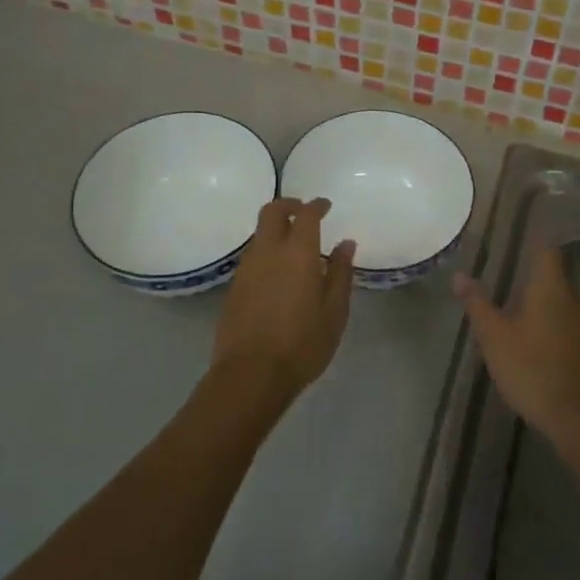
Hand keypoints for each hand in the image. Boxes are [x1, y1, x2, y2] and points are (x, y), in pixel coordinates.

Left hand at [213, 197, 356, 399]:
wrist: (251, 374)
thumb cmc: (303, 343)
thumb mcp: (334, 311)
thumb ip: (341, 273)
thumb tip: (345, 244)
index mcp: (298, 252)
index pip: (306, 214)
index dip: (317, 206)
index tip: (326, 206)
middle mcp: (268, 251)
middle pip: (272, 211)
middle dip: (289, 205)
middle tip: (304, 213)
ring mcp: (247, 267)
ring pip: (259, 233)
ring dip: (276, 229)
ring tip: (294, 248)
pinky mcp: (234, 286)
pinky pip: (252, 255)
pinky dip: (266, 252)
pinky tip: (278, 273)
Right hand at [455, 246, 579, 448]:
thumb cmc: (532, 370)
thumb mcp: (494, 338)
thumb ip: (478, 305)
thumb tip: (460, 275)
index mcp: (551, 289)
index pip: (546, 250)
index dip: (535, 239)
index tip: (523, 234)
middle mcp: (576, 300)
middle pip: (554, 279)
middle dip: (533, 282)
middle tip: (508, 289)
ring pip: (564, 306)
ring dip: (544, 309)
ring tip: (520, 323)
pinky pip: (572, 330)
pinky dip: (556, 332)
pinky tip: (540, 351)